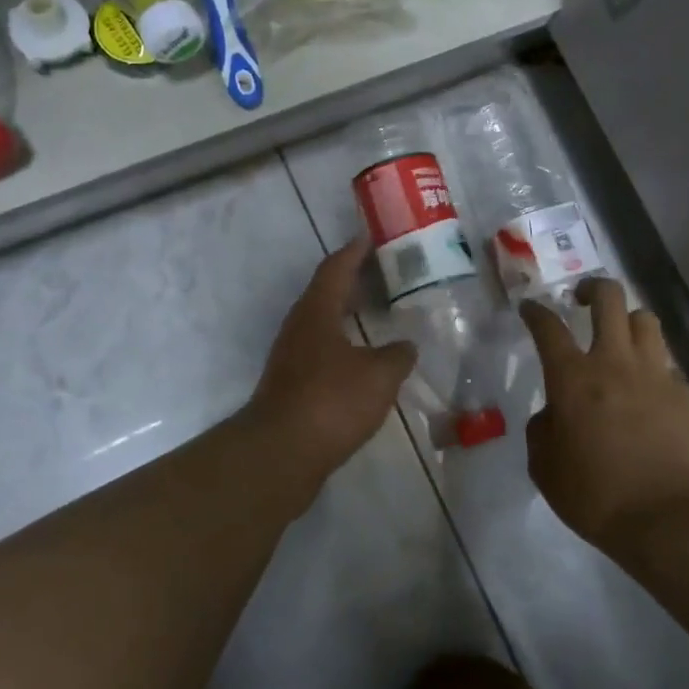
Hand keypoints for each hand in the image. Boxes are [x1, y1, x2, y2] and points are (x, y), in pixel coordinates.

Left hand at [246, 236, 417, 478]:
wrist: (282, 453)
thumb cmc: (331, 401)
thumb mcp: (379, 375)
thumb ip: (397, 355)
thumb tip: (407, 346)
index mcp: (316, 311)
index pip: (336, 267)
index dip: (355, 250)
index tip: (372, 236)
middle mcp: (299, 326)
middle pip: (327, 291)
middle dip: (354, 279)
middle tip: (385, 271)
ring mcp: (292, 355)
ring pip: (324, 321)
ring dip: (348, 312)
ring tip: (379, 310)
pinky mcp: (292, 383)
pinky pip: (323, 348)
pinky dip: (345, 342)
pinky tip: (365, 357)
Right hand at [521, 278, 688, 548]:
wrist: (666, 521)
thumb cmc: (594, 495)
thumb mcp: (544, 466)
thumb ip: (542, 429)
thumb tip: (553, 413)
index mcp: (573, 377)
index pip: (548, 326)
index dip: (535, 311)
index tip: (530, 307)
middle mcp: (614, 362)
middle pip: (608, 298)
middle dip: (592, 288)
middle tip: (582, 300)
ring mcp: (655, 375)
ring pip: (645, 320)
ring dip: (628, 321)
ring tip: (620, 337)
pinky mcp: (685, 395)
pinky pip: (667, 363)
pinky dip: (653, 366)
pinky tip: (647, 389)